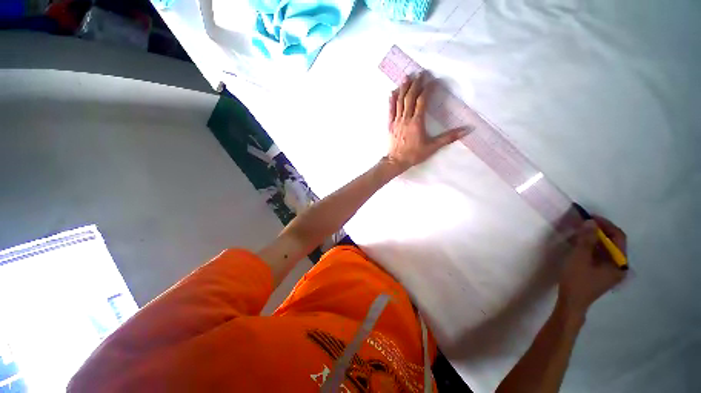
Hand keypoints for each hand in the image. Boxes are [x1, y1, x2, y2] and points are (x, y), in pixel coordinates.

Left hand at [387, 72, 468, 170]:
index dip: (427, 89)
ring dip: (403, 88)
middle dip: (416, 84)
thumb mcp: (432, 147)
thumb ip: (448, 137)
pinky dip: (391, 100)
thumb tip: (467, 130)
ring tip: (407, 77)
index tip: (432, 80)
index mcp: (417, 122)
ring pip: (399, 101)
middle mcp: (406, 118)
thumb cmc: (414, 154)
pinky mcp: (390, 125)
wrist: (396, 161)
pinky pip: (390, 110)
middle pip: (410, 97)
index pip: (422, 101)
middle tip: (420, 73)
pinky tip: (392, 92)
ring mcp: (396, 121)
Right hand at [558, 216, 627, 316]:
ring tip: (581, 232)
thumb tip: (590, 222)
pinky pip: (602, 255)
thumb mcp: (579, 258)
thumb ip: (586, 240)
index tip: (590, 217)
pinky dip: (593, 247)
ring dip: (595, 238)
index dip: (606, 225)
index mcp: (619, 263)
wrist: (571, 302)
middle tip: (584, 224)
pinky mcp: (603, 273)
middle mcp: (620, 266)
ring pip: (607, 249)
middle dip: (600, 231)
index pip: (618, 237)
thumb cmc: (577, 281)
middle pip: (614, 243)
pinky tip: (582, 245)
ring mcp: (612, 271)